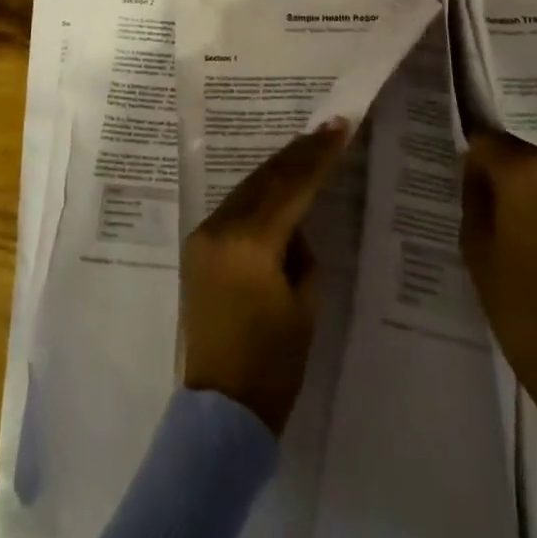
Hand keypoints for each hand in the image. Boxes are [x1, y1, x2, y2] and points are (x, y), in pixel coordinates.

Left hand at [181, 119, 351, 433]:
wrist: (221, 409)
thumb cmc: (274, 364)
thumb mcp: (305, 304)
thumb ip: (302, 252)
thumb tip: (296, 226)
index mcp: (250, 243)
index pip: (291, 188)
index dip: (318, 157)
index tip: (339, 128)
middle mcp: (220, 229)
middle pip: (265, 179)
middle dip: (298, 154)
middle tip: (328, 128)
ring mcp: (203, 236)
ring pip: (247, 189)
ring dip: (278, 169)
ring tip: (308, 147)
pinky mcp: (197, 248)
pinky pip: (233, 207)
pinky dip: (259, 193)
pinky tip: (278, 183)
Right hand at [461, 128, 536, 494]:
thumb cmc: (519, 304)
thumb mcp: (475, 246)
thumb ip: (474, 195)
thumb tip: (479, 171)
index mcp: (525, 172)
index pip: (487, 140)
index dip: (476, 162)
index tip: (474, 191)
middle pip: (525, 157)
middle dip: (511, 180)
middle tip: (505, 224)